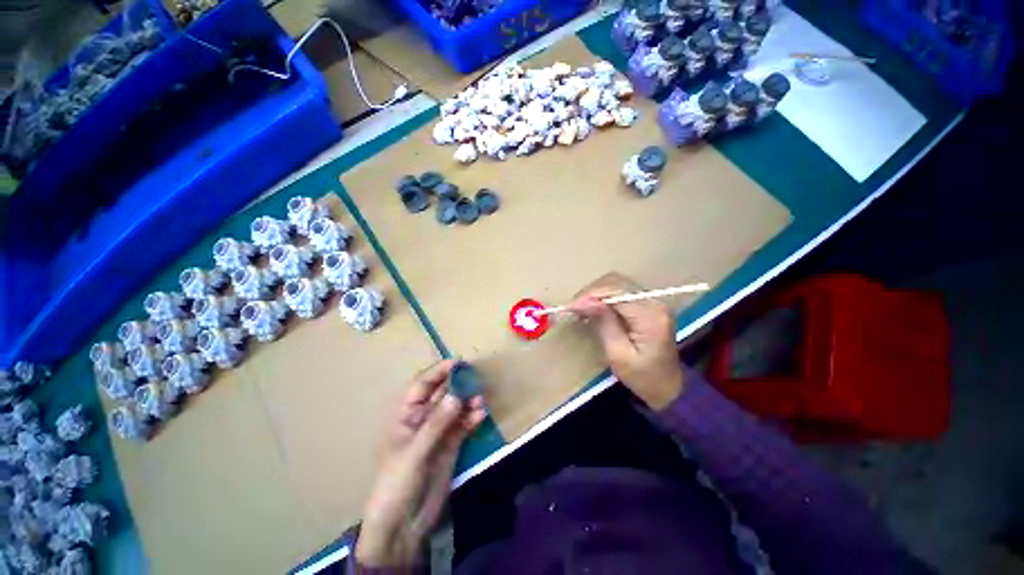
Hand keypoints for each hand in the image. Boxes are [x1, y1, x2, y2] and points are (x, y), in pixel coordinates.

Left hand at [356, 359, 486, 566]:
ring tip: (481, 400)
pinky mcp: (451, 444)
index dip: (439, 371)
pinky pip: (463, 425)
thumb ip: (437, 424)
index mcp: (406, 414)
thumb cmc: (397, 484)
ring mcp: (439, 431)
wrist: (403, 525)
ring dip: (468, 401)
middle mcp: (423, 418)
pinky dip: (472, 418)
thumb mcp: (414, 453)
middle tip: (476, 378)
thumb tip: (457, 395)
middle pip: (442, 393)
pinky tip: (481, 415)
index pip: (422, 384)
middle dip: (458, 384)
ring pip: (456, 407)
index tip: (459, 363)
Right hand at [569, 273, 685, 409]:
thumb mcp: (619, 355)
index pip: (616, 292)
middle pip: (616, 283)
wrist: (669, 388)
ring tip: (580, 308)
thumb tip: (585, 302)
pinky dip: (603, 297)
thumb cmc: (643, 377)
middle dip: (591, 292)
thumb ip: (604, 323)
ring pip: (617, 284)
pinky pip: (620, 292)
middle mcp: (654, 301)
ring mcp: (652, 301)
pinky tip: (592, 308)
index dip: (590, 296)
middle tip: (573, 308)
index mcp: (650, 315)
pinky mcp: (646, 304)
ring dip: (595, 293)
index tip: (570, 307)